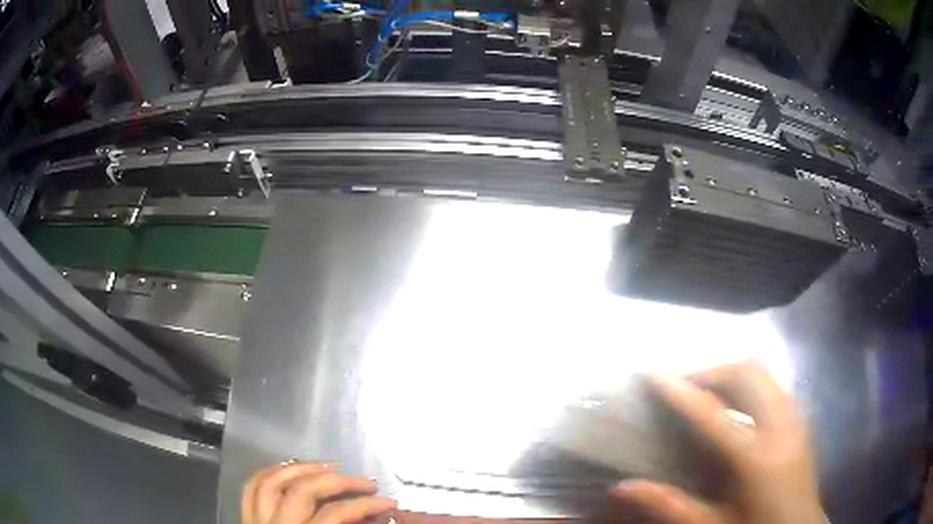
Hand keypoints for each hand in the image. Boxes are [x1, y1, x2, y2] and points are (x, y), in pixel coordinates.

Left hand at [241, 461, 396, 523]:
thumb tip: (373, 519)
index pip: (335, 515)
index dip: (364, 506)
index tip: (388, 502)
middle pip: (303, 492)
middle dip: (339, 481)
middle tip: (366, 482)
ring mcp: (256, 521)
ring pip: (272, 482)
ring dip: (301, 469)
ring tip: (329, 466)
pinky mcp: (246, 519)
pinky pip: (251, 488)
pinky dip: (269, 473)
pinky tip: (288, 469)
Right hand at [610, 361, 822, 523]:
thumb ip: (669, 505)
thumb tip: (622, 486)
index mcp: (757, 458)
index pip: (713, 413)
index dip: (682, 390)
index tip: (654, 371)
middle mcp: (781, 426)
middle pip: (747, 374)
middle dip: (712, 371)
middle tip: (682, 384)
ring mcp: (795, 418)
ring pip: (763, 374)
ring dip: (730, 375)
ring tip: (704, 392)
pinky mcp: (800, 419)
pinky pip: (772, 385)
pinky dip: (748, 385)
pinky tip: (734, 408)